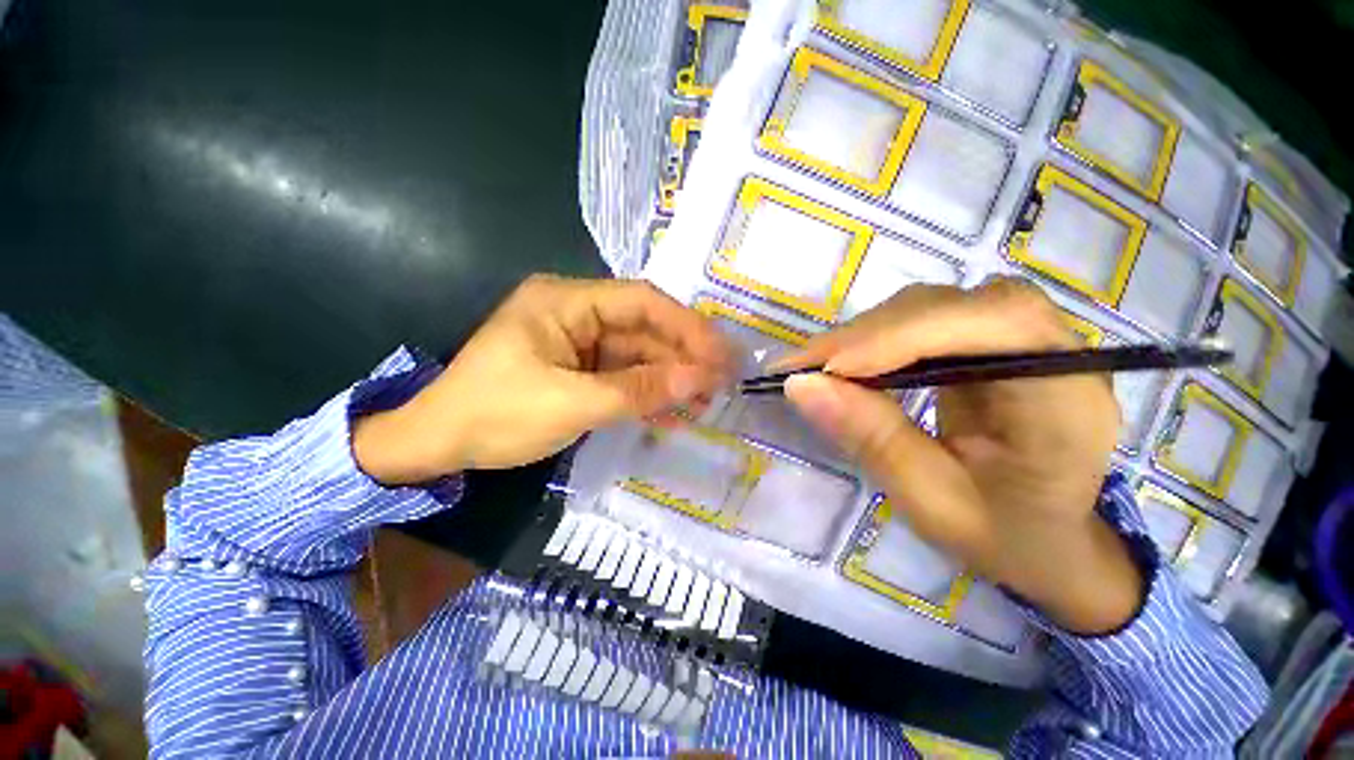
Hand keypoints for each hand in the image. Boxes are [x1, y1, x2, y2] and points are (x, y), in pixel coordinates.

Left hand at [353, 275, 731, 483]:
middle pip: (643, 329)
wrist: (435, 446)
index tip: (720, 354)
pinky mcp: (578, 369)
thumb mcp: (572, 403)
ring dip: (669, 379)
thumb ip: (638, 390)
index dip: (686, 327)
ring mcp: (578, 342)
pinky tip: (672, 412)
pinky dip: (647, 393)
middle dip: (682, 358)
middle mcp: (576, 312)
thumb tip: (699, 379)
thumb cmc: (495, 416)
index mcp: (566, 301)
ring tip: (703, 404)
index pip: (641, 302)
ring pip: (637, 355)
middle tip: (720, 384)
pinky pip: (623, 375)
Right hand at [779, 279, 1142, 634]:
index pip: (995, 325)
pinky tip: (846, 363)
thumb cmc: (1002, 534)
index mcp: (1066, 401)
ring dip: (866, 334)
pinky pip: (923, 320)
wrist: (1045, 537)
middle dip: (868, 335)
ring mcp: (1022, 339)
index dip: (904, 335)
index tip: (827, 369)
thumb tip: (800, 385)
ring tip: (817, 367)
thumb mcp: (932, 501)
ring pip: (932, 305)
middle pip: (953, 306)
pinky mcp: (988, 340)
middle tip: (803, 367)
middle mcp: (1055, 351)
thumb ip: (872, 440)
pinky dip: (875, 339)